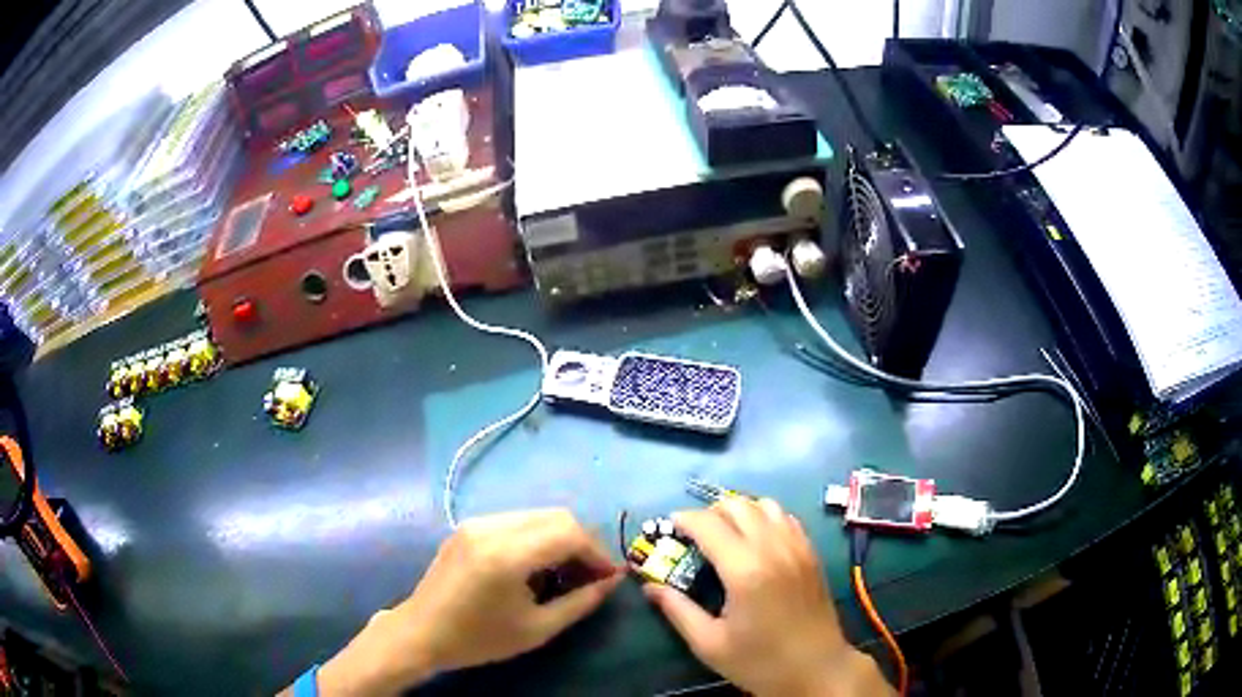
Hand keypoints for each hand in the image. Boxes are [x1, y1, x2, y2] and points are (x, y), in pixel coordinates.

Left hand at [315, 509, 621, 694]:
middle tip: (592, 574)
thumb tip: (613, 581)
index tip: (608, 577)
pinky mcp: (468, 526)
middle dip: (583, 542)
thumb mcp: (537, 629)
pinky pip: (516, 521)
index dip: (597, 552)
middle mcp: (491, 527)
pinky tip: (537, 565)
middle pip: (556, 516)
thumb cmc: (479, 638)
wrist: (421, 632)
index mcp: (507, 554)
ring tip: (567, 571)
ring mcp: (476, 522)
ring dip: (561, 538)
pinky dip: (537, 537)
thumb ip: (581, 602)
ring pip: (537, 515)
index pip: (569, 532)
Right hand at [643, 499, 891, 696]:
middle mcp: (773, 548)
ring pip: (764, 505)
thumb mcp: (710, 643)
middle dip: (708, 512)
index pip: (708, 524)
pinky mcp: (811, 552)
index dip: (684, 519)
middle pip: (736, 505)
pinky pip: (785, 517)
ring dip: (738, 511)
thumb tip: (650, 586)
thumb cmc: (760, 662)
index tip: (668, 527)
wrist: (817, 669)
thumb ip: (677, 610)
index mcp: (745, 570)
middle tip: (693, 535)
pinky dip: (765, 517)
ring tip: (724, 534)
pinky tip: (756, 540)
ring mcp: (797, 547)